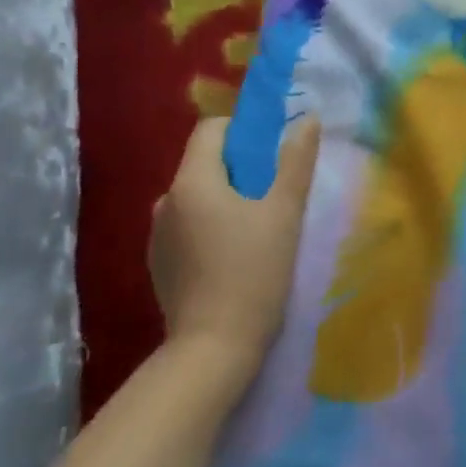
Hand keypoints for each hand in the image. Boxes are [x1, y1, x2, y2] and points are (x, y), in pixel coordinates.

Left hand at [147, 116, 321, 376]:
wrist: (214, 348)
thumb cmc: (254, 272)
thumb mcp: (284, 212)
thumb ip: (296, 161)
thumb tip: (308, 119)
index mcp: (192, 181)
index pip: (212, 129)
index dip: (244, 132)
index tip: (273, 156)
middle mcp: (166, 200)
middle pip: (206, 163)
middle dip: (241, 170)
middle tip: (275, 195)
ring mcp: (157, 235)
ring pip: (198, 197)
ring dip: (226, 200)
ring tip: (258, 229)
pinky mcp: (158, 264)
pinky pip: (188, 226)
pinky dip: (210, 228)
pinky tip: (233, 257)